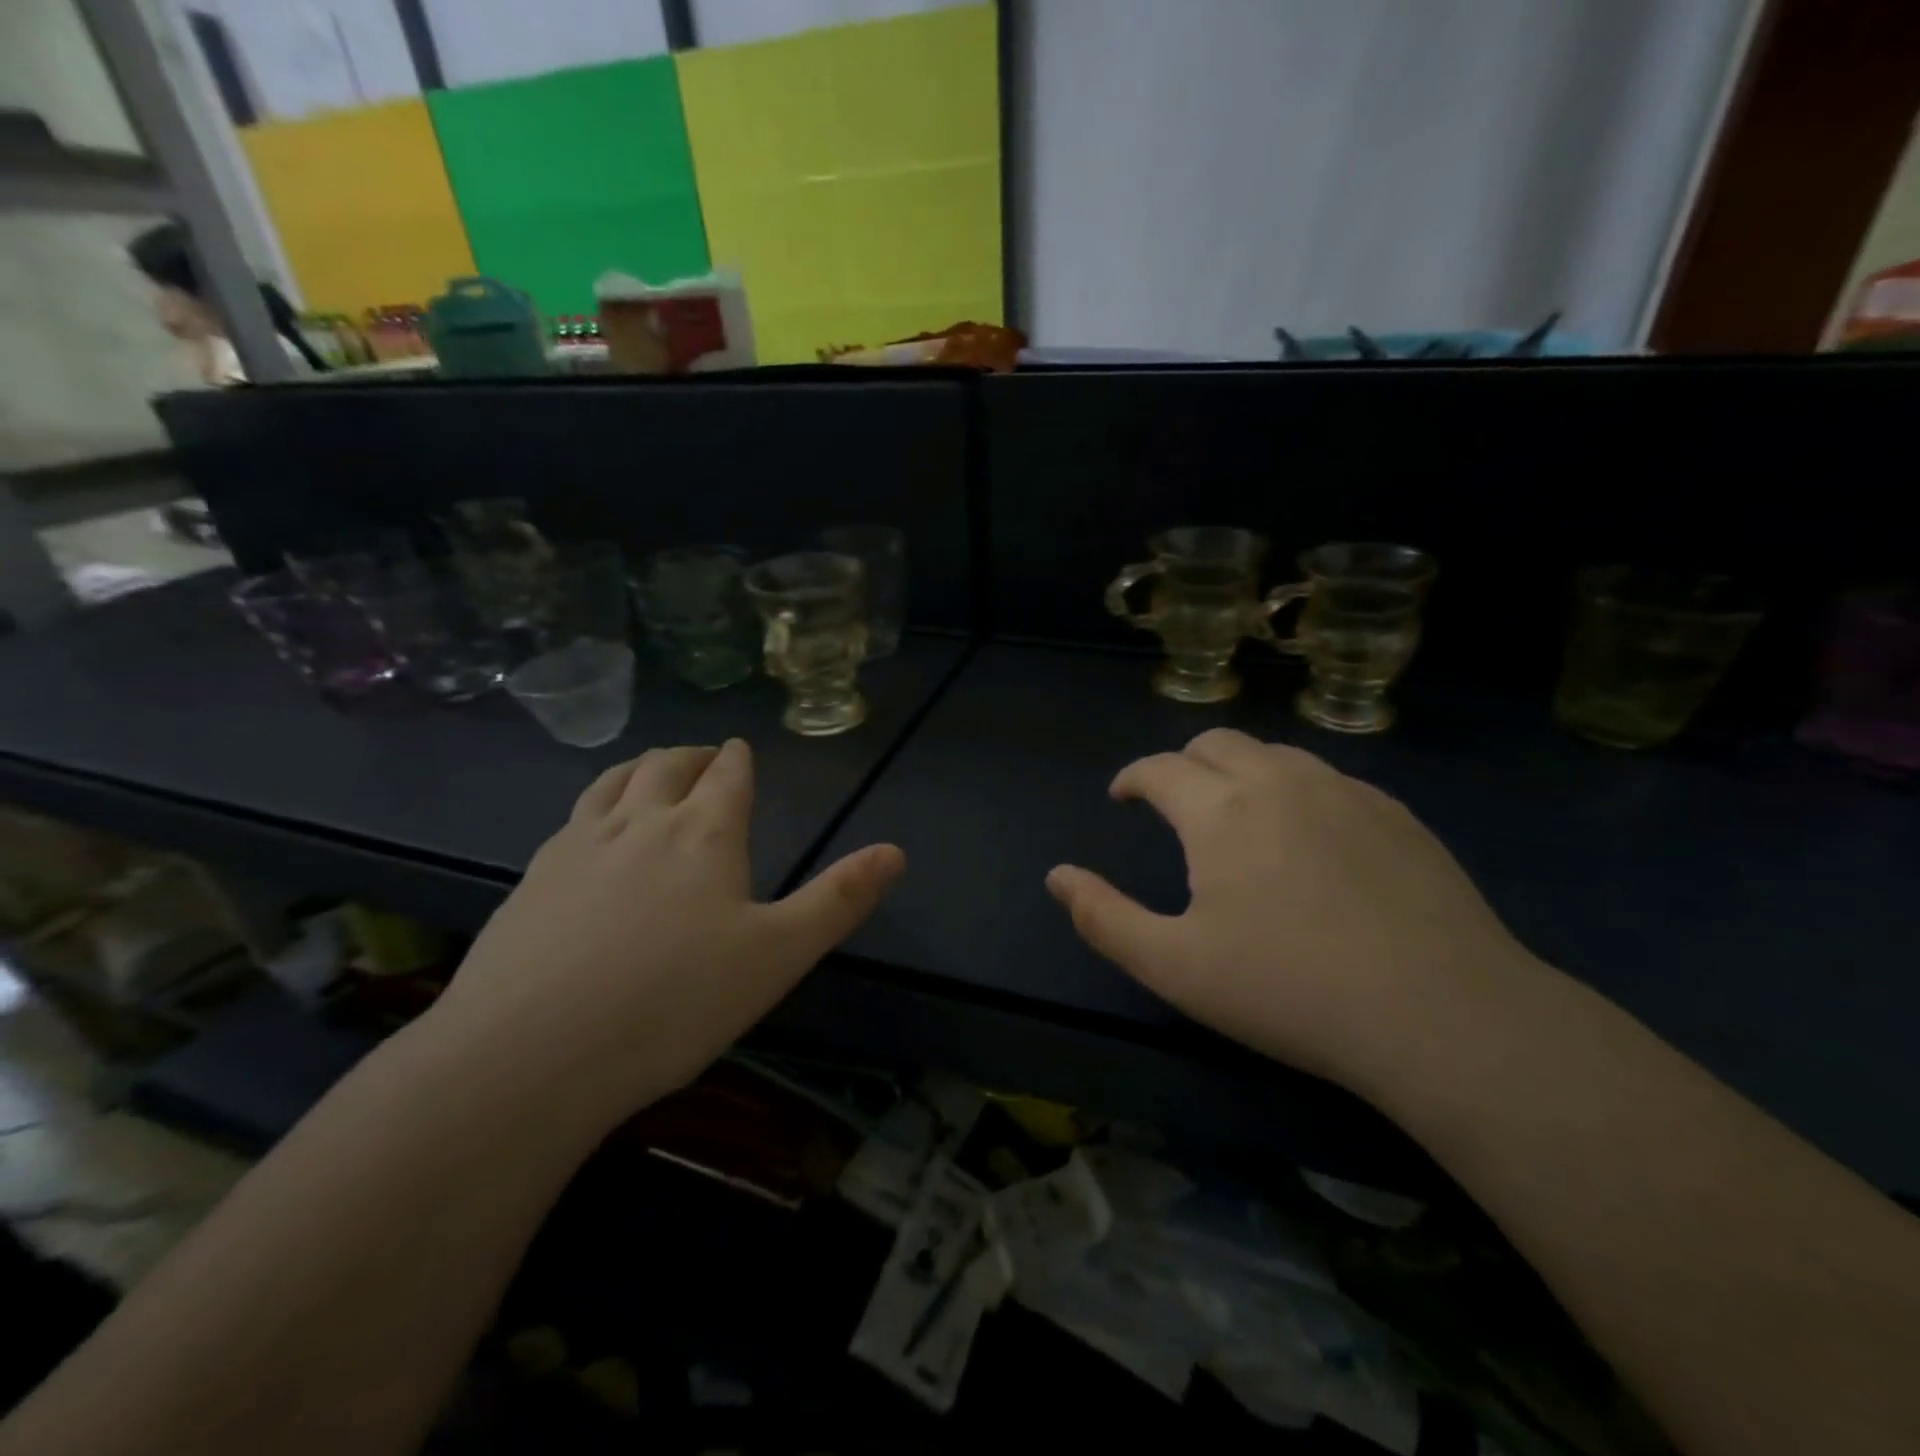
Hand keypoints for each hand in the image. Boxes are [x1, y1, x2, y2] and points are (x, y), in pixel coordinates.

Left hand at [427, 739, 903, 1127]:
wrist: (529, 1057)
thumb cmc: (673, 1003)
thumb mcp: (778, 956)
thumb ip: (838, 900)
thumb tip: (896, 851)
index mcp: (703, 834)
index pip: (728, 775)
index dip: (739, 759)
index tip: (742, 750)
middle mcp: (640, 823)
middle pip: (667, 765)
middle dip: (693, 755)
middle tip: (706, 758)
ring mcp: (577, 846)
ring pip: (613, 781)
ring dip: (640, 767)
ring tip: (651, 771)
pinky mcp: (532, 879)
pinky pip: (572, 818)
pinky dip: (596, 804)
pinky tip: (591, 831)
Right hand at [1045, 728, 1539, 1085]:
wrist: (1442, 1015)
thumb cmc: (1289, 991)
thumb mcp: (1174, 966)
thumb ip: (1103, 917)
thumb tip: (1057, 876)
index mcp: (1220, 810)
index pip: (1159, 768)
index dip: (1131, 778)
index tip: (1122, 797)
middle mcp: (1279, 781)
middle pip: (1215, 743)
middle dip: (1182, 764)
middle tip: (1175, 803)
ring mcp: (1344, 791)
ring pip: (1275, 753)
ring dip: (1240, 771)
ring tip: (1238, 814)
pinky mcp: (1396, 813)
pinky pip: (1328, 778)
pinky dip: (1296, 789)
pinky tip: (1309, 837)